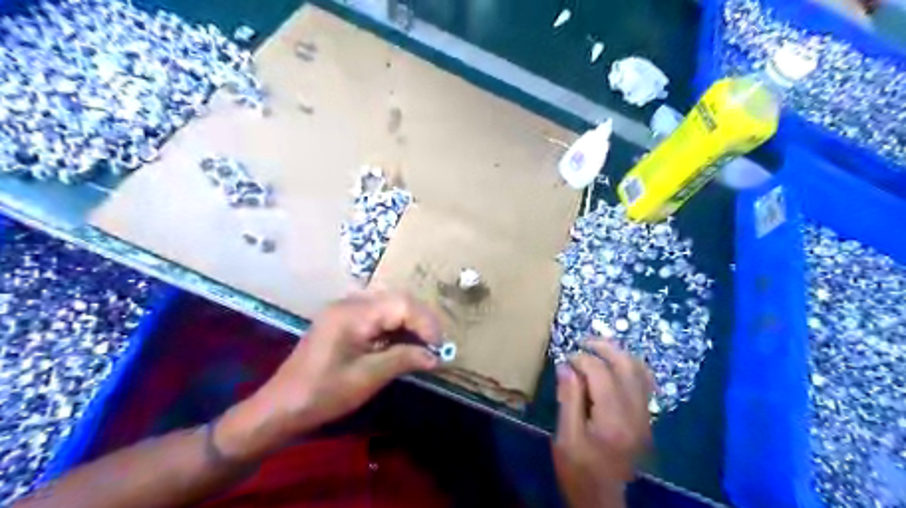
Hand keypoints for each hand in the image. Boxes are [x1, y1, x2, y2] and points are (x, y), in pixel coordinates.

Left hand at [212, 289, 437, 459]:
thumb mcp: (368, 378)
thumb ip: (404, 359)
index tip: (439, 347)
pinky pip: (377, 315)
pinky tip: (403, 344)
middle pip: (397, 300)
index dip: (426, 322)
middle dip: (421, 321)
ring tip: (424, 345)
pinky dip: (395, 327)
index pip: (401, 304)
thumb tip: (436, 356)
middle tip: (435, 345)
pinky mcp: (344, 320)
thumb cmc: (323, 393)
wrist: (281, 407)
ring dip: (410, 323)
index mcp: (353, 313)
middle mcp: (350, 303)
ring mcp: (345, 310)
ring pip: (389, 305)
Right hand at [553, 338, 650, 507]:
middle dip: (604, 347)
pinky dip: (630, 367)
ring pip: (640, 371)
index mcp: (613, 419)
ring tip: (597, 348)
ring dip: (619, 353)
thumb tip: (566, 365)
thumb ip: (568, 398)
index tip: (564, 359)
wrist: (603, 499)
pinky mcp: (646, 419)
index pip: (600, 373)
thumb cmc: (579, 471)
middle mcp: (636, 413)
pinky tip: (614, 366)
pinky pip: (644, 383)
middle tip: (583, 341)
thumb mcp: (565, 437)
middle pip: (626, 365)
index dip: (581, 359)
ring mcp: (645, 416)